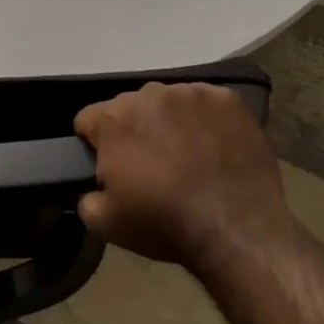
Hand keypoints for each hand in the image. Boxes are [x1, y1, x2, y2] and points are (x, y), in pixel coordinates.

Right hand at [74, 82, 296, 273]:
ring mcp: (192, 93)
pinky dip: (203, 120)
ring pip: (167, 102)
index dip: (95, 145)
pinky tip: (213, 147)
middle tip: (150, 165)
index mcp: (113, 118)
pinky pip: (205, 103)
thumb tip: (94, 186)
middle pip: (128, 107)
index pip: (88, 120)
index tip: (110, 168)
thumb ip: (86, 196)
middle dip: (133, 130)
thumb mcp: (104, 223)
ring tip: (186, 156)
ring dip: (168, 122)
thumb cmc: (164, 224)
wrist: (237, 230)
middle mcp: (149, 94)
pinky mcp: (228, 99)